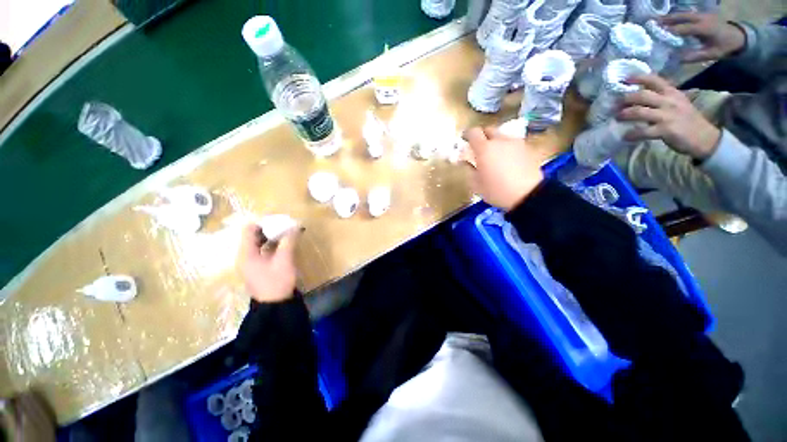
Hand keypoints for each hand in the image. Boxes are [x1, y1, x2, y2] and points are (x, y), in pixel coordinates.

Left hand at [239, 224, 299, 302]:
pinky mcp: (258, 267)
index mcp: (246, 253)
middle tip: (286, 226)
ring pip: (259, 242)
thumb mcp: (284, 260)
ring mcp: (251, 262)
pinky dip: (272, 245)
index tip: (279, 220)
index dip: (263, 222)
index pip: (249, 229)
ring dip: (272, 236)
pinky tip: (284, 244)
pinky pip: (263, 250)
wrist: (274, 306)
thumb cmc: (277, 282)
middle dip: (270, 228)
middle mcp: (245, 255)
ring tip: (287, 233)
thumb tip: (295, 226)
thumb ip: (288, 241)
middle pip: (253, 235)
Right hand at [463, 126, 543, 210]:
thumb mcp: (476, 184)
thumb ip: (469, 169)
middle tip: (479, 148)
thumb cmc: (496, 191)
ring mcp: (516, 143)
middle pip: (489, 130)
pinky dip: (507, 148)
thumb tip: (465, 161)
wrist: (528, 195)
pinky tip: (507, 161)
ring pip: (502, 136)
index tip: (464, 140)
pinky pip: (513, 144)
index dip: (467, 134)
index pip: (473, 132)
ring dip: (495, 142)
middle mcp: (500, 141)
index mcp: (484, 149)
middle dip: (482, 136)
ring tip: (494, 155)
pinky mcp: (527, 148)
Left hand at [618, 74, 720, 159]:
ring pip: (640, 112)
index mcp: (672, 93)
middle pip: (642, 95)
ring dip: (625, 114)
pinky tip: (625, 137)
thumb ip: (660, 98)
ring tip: (617, 117)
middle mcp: (669, 101)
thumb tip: (638, 97)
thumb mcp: (676, 102)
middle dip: (625, 99)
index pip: (654, 80)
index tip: (623, 79)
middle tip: (614, 105)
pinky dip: (632, 134)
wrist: (704, 138)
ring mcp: (667, 116)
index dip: (638, 78)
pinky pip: (643, 132)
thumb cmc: (687, 119)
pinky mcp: (665, 130)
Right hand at [660, 13, 745, 62]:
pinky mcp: (702, 15)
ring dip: (671, 16)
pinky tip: (670, 18)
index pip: (685, 28)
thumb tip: (678, 58)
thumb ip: (696, 56)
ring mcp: (703, 15)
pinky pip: (688, 14)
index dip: (672, 30)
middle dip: (668, 19)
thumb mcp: (711, 54)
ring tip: (658, 19)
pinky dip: (677, 16)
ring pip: (684, 13)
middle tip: (653, 22)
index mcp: (705, 28)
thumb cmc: (724, 47)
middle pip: (683, 17)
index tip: (658, 33)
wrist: (737, 36)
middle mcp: (702, 19)